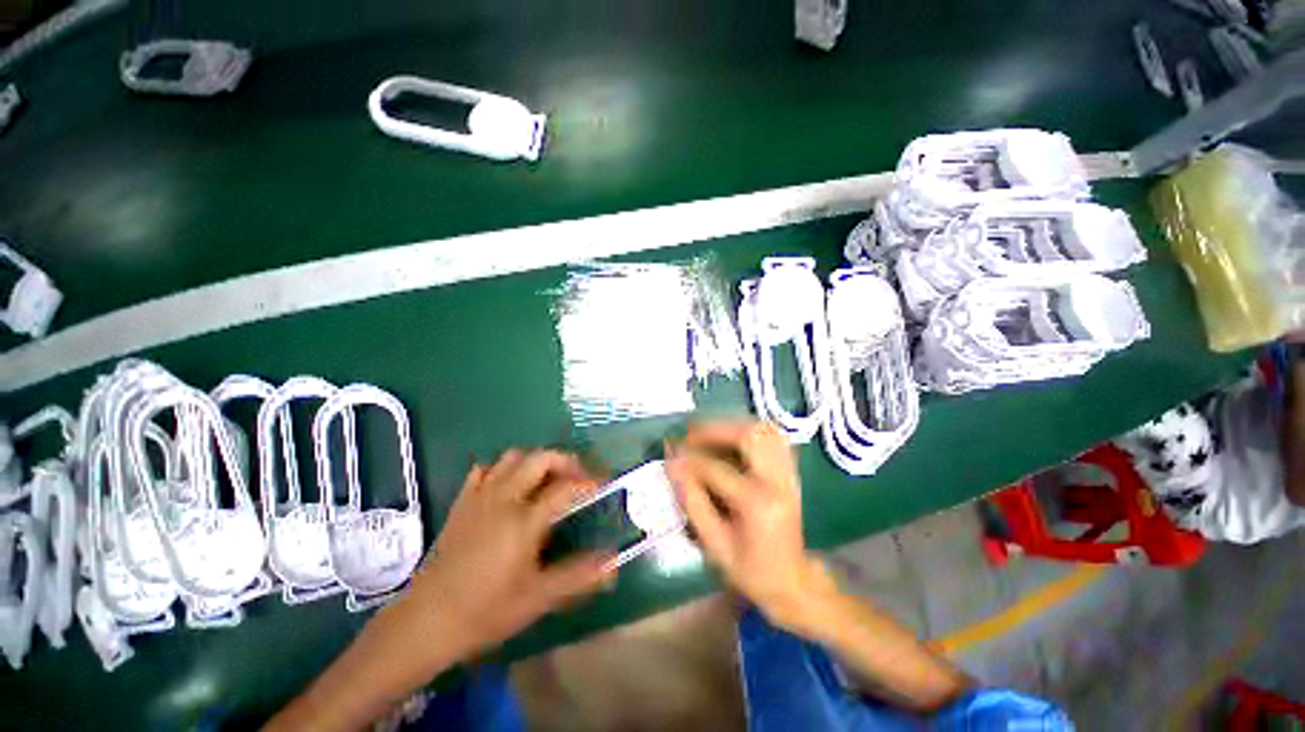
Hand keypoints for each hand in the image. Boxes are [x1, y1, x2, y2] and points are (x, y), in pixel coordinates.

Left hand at [390, 450, 615, 666]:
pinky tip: (508, 487)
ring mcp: (481, 496)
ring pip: (513, 457)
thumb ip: (578, 576)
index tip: (602, 484)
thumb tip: (613, 563)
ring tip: (547, 479)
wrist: (427, 621)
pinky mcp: (462, 502)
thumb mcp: (538, 598)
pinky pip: (484, 470)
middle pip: (541, 458)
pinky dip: (501, 469)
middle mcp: (505, 498)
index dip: (589, 482)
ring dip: (535, 461)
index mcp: (525, 519)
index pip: (566, 487)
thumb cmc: (486, 611)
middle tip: (577, 477)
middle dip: (565, 460)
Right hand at [665, 422, 835, 630]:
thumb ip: (692, 502)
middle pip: (749, 435)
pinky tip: (733, 439)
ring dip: (734, 426)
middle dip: (715, 429)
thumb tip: (672, 465)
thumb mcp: (714, 544)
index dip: (688, 458)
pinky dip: (751, 432)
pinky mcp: (791, 472)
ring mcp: (788, 473)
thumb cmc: (750, 570)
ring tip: (710, 434)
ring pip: (765, 430)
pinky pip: (773, 438)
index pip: (716, 468)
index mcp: (757, 503)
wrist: (793, 582)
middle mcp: (777, 480)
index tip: (669, 452)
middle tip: (691, 435)